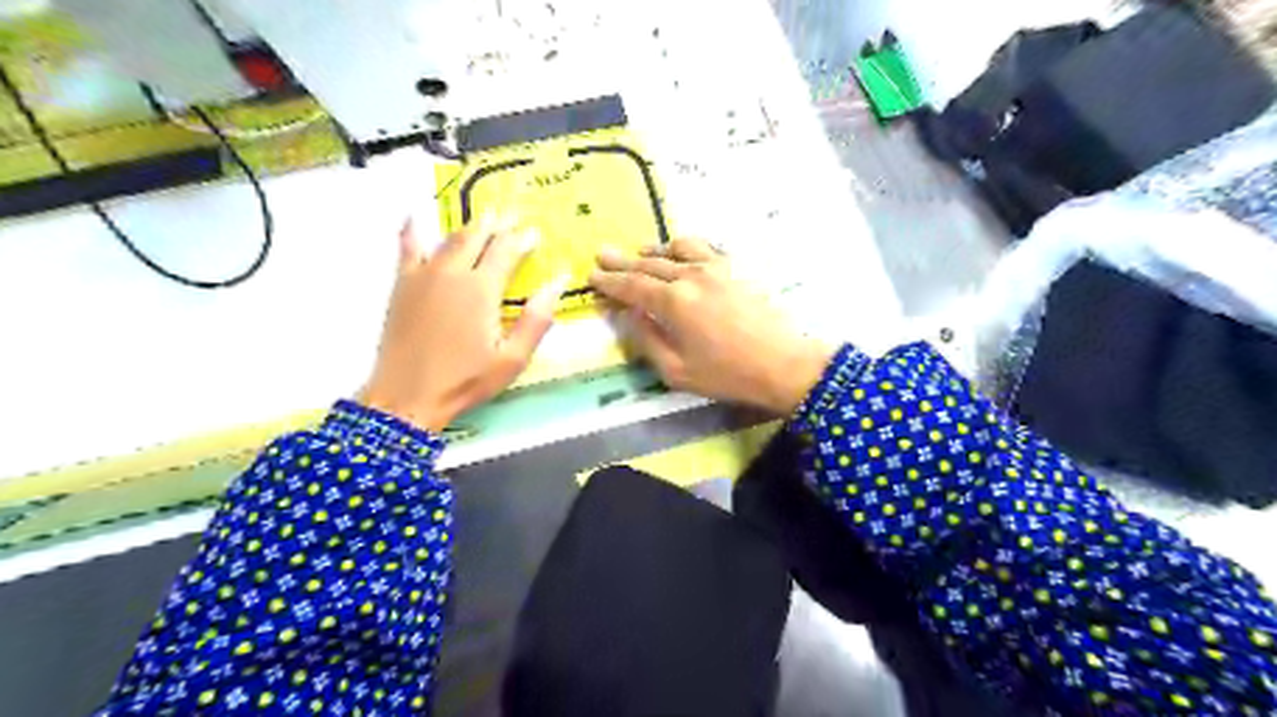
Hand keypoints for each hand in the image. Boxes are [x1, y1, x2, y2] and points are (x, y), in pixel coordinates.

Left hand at [366, 214, 571, 430]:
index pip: (506, 251)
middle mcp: (452, 273)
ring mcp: (423, 275)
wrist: (407, 396)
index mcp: (481, 289)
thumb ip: (536, 319)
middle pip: (478, 237)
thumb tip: (558, 282)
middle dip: (498, 224)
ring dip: (470, 225)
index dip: (522, 239)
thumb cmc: (465, 381)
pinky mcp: (402, 285)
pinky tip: (416, 215)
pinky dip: (414, 229)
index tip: (535, 232)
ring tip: (484, 216)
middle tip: (512, 213)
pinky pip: (408, 247)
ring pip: (450, 238)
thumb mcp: (512, 358)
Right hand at [590, 237, 839, 414]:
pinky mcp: (734, 269)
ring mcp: (715, 268)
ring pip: (675, 249)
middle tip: (602, 254)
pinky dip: (682, 247)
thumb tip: (628, 315)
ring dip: (653, 249)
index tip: (591, 275)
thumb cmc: (727, 374)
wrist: (784, 364)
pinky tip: (679, 254)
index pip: (631, 286)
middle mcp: (690, 276)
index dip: (609, 281)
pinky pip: (702, 248)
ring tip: (639, 251)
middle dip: (623, 260)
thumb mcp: (676, 371)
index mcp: (673, 302)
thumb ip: (646, 340)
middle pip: (649, 263)